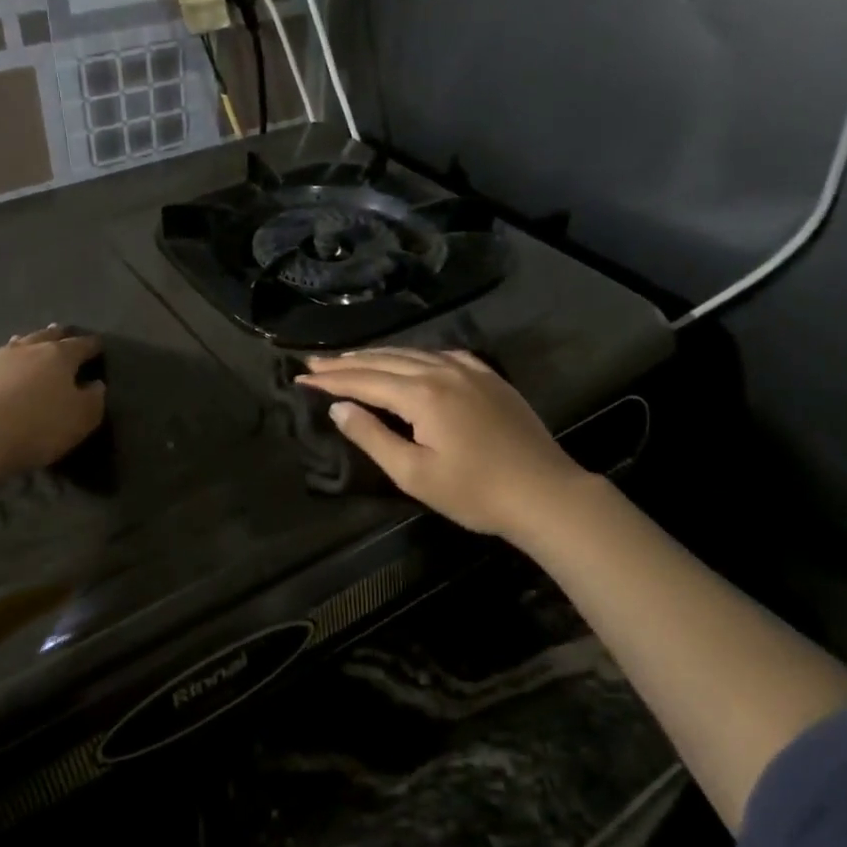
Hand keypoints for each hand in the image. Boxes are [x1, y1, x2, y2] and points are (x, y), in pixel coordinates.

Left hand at [0, 326, 104, 483]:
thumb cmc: (38, 426)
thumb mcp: (82, 419)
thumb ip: (94, 399)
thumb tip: (96, 384)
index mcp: (59, 356)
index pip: (81, 345)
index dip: (92, 345)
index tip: (99, 345)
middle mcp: (27, 350)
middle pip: (46, 337)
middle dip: (58, 335)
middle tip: (64, 333)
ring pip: (17, 346)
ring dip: (27, 344)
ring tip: (30, 342)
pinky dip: (2, 367)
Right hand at [296, 349, 583, 540]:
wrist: (545, 493)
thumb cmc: (475, 492)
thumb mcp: (414, 474)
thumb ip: (372, 437)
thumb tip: (339, 408)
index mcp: (422, 394)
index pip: (364, 380)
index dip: (330, 380)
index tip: (300, 378)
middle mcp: (442, 371)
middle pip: (384, 361)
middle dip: (346, 363)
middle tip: (314, 364)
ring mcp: (469, 370)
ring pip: (412, 353)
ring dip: (377, 356)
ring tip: (349, 359)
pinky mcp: (489, 377)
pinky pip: (441, 355)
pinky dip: (414, 355)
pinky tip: (408, 359)